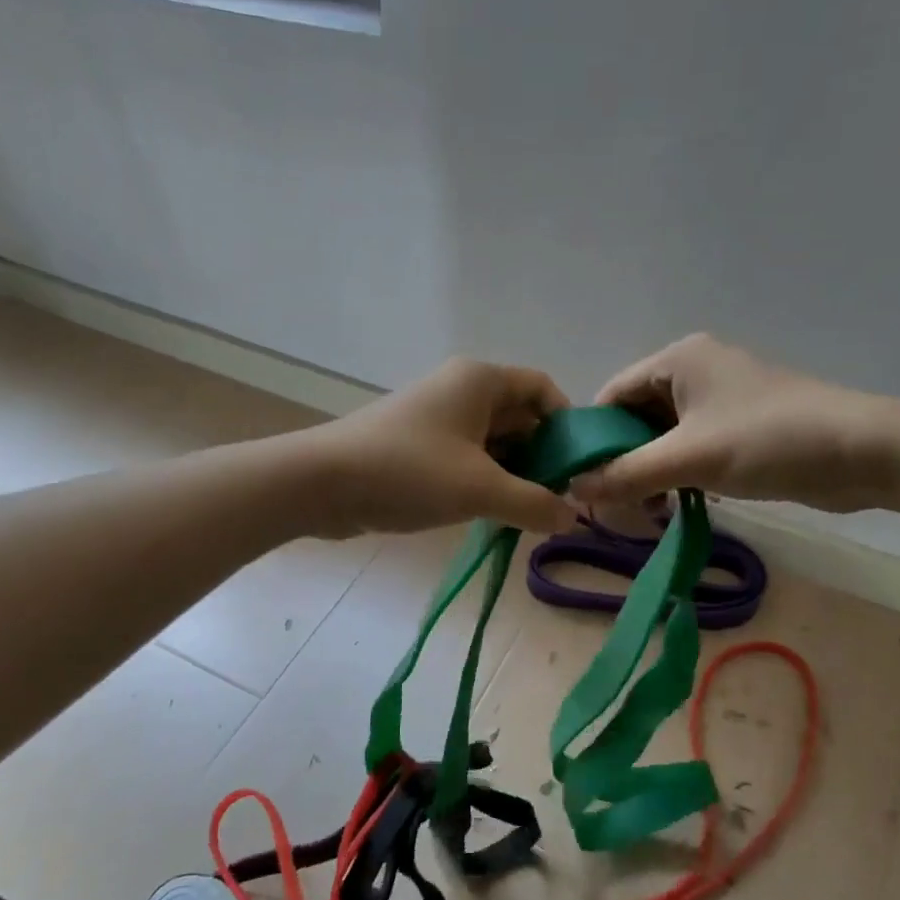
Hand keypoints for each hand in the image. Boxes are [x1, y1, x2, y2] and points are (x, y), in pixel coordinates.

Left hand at [309, 358, 578, 537]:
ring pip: (492, 442)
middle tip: (557, 501)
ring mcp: (436, 418)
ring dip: (512, 475)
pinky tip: (491, 514)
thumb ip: (534, 504)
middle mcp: (460, 390)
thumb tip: (572, 518)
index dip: (567, 425)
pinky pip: (465, 458)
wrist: (321, 484)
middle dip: (541, 457)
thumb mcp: (480, 490)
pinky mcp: (417, 446)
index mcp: (481, 381)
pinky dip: (483, 481)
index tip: (578, 468)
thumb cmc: (408, 472)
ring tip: (528, 514)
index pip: (543, 389)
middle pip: (519, 417)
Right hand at [571, 334, 899, 511]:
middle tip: (611, 505)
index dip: (592, 437)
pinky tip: (675, 505)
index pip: (613, 394)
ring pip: (664, 438)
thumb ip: (626, 474)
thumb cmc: (768, 440)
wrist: (863, 452)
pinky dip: (678, 475)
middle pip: (636, 417)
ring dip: (650, 473)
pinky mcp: (741, 429)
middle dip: (622, 460)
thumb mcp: (689, 458)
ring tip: (644, 512)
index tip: (579, 480)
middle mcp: (696, 372)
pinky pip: (692, 449)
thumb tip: (572, 490)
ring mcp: (721, 401)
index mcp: (679, 360)